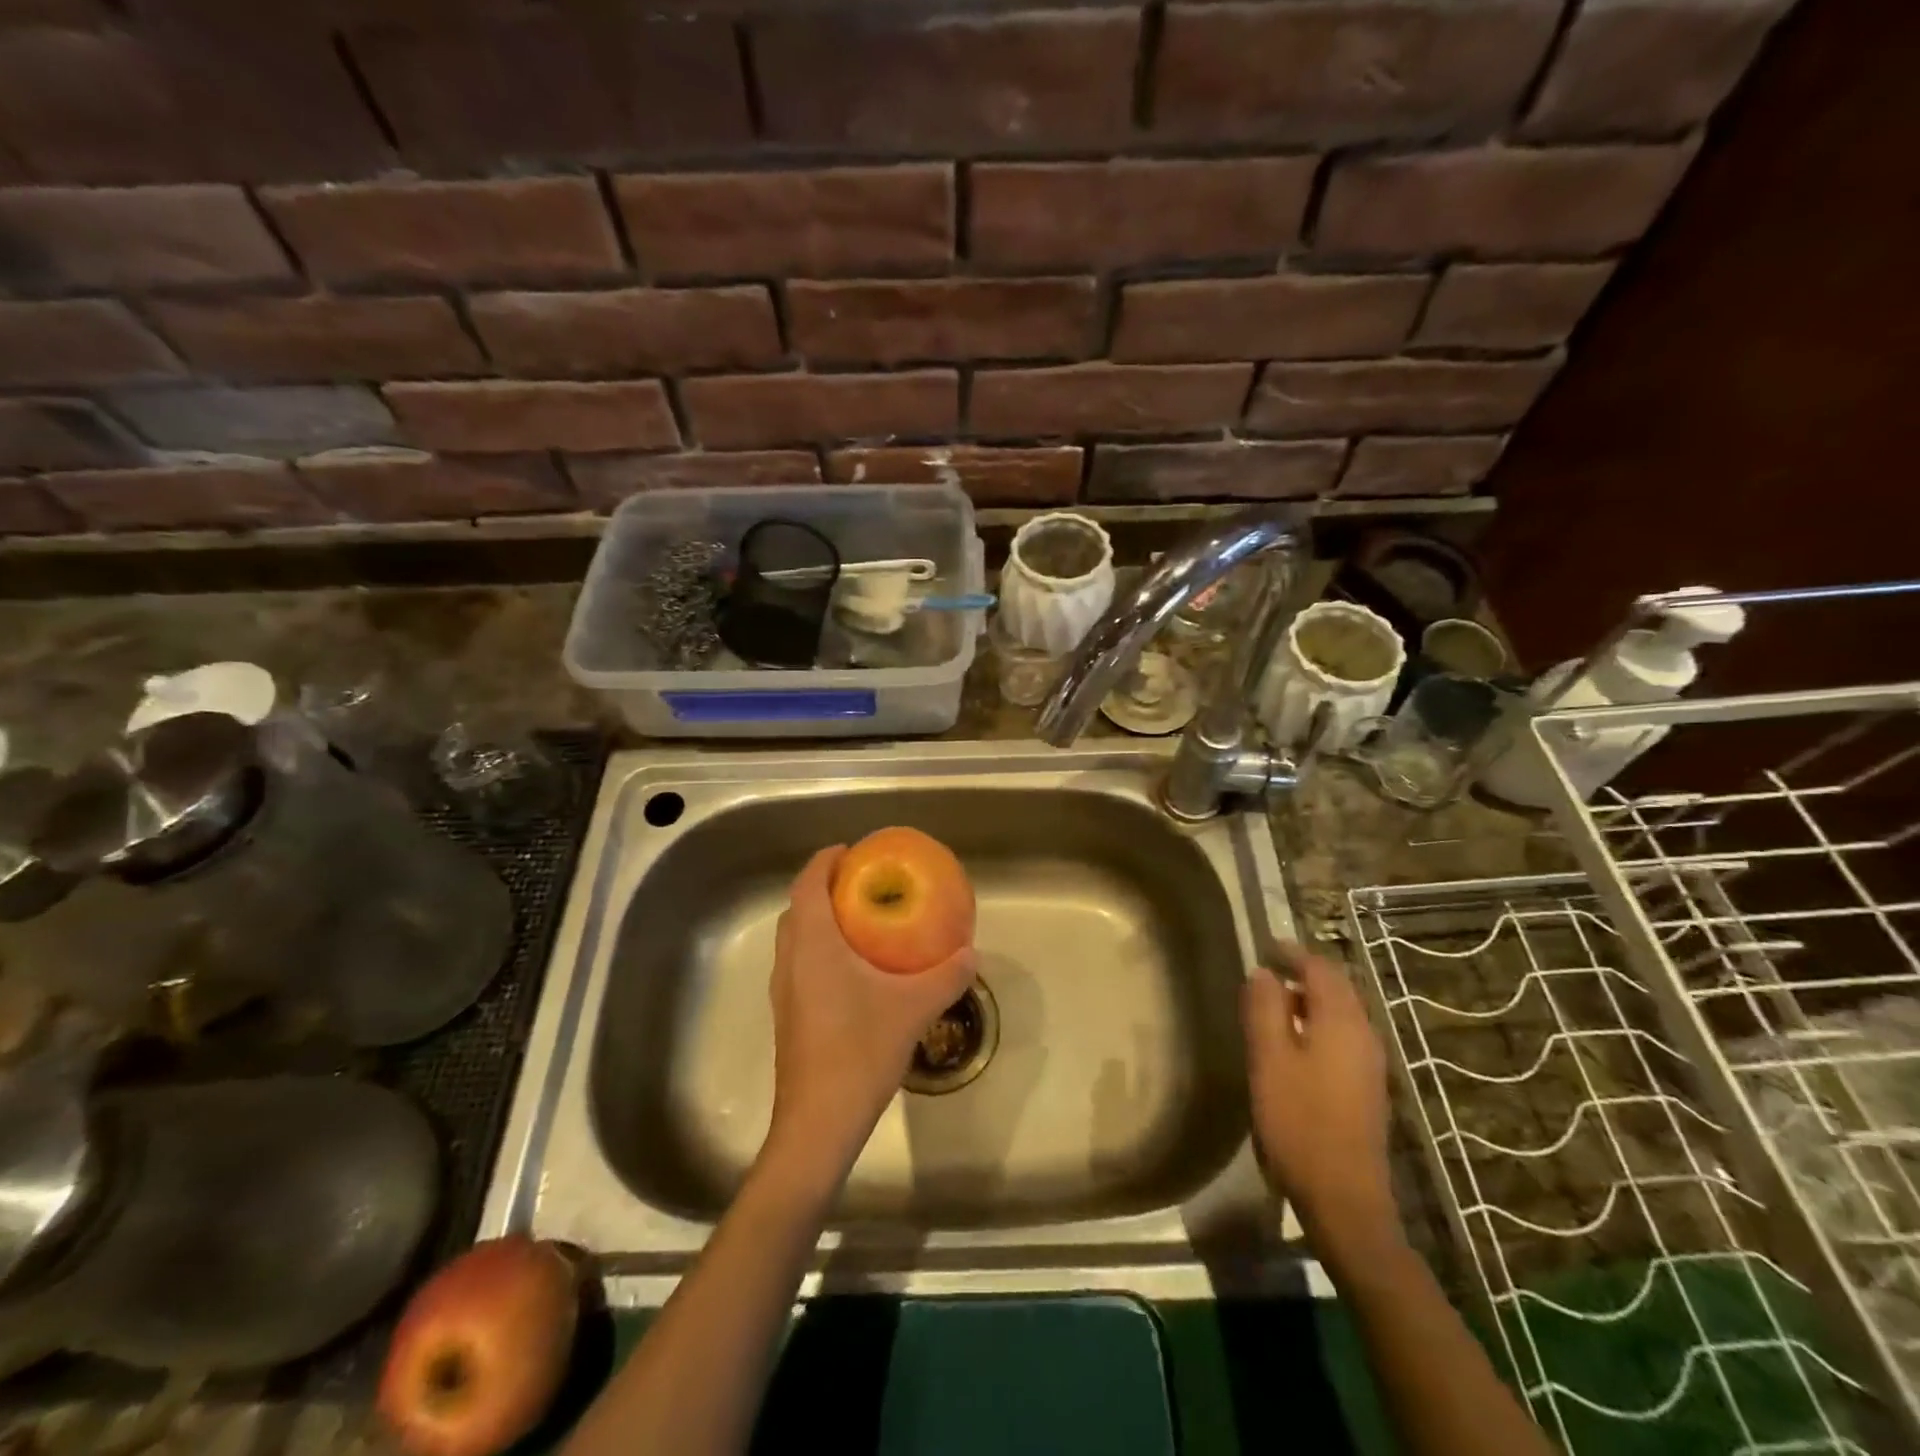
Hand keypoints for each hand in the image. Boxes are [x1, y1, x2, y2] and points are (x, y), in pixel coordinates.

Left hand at [761, 846, 976, 1196]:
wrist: (818, 1123)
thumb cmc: (860, 1051)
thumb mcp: (913, 1009)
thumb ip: (946, 976)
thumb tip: (971, 953)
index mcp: (812, 945)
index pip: (807, 884)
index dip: (824, 860)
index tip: (849, 850)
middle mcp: (790, 961)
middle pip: (797, 908)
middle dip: (823, 888)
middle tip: (861, 884)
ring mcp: (784, 991)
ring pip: (795, 939)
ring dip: (819, 920)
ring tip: (859, 921)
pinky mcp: (788, 1016)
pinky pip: (800, 964)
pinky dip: (820, 950)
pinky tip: (854, 971)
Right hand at [1242, 943, 1400, 1258]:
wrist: (1344, 1198)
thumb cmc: (1299, 1121)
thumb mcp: (1269, 1059)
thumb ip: (1265, 1009)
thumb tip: (1263, 973)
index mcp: (1343, 1023)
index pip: (1322, 970)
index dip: (1293, 953)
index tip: (1265, 946)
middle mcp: (1365, 1035)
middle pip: (1338, 988)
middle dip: (1304, 974)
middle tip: (1267, 971)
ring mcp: (1370, 1064)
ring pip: (1341, 1014)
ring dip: (1310, 1001)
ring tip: (1273, 1005)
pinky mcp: (1366, 1088)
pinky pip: (1343, 1037)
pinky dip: (1318, 1025)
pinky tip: (1293, 1045)